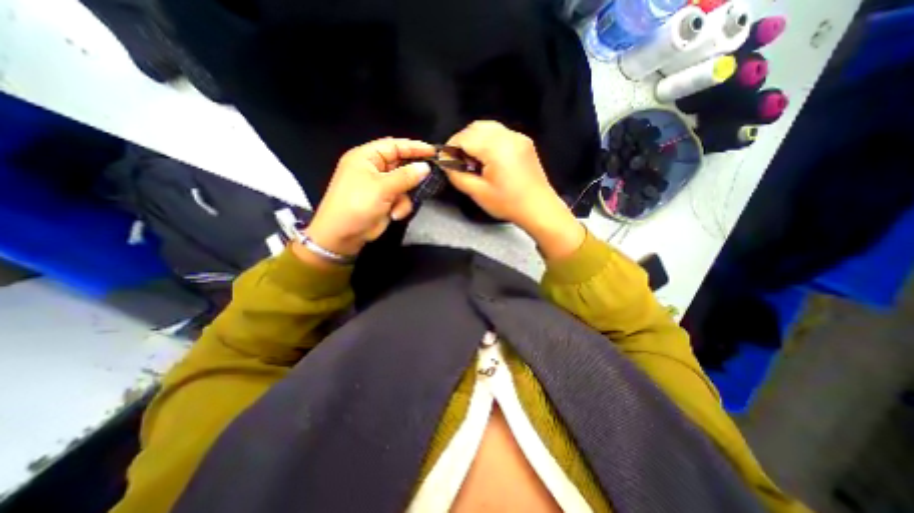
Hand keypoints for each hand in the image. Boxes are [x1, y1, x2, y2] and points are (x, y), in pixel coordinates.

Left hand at [303, 139, 433, 257]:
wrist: (343, 236)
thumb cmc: (357, 205)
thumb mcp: (382, 188)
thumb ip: (406, 176)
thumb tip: (425, 167)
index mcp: (366, 157)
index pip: (394, 145)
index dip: (414, 147)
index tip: (433, 152)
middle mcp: (373, 169)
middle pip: (400, 164)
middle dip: (412, 174)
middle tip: (430, 176)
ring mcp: (379, 186)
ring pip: (404, 184)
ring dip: (405, 196)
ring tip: (398, 207)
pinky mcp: (384, 201)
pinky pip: (401, 198)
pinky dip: (400, 206)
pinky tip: (394, 214)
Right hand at [446, 120, 585, 260]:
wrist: (539, 208)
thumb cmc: (508, 204)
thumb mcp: (478, 192)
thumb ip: (457, 175)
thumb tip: (446, 163)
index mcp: (495, 148)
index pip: (464, 137)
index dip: (450, 148)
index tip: (446, 162)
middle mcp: (508, 136)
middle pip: (475, 128)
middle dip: (462, 142)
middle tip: (458, 162)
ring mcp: (518, 137)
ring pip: (488, 127)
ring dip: (475, 140)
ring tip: (473, 161)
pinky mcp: (524, 142)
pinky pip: (500, 133)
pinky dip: (488, 141)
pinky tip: (488, 159)